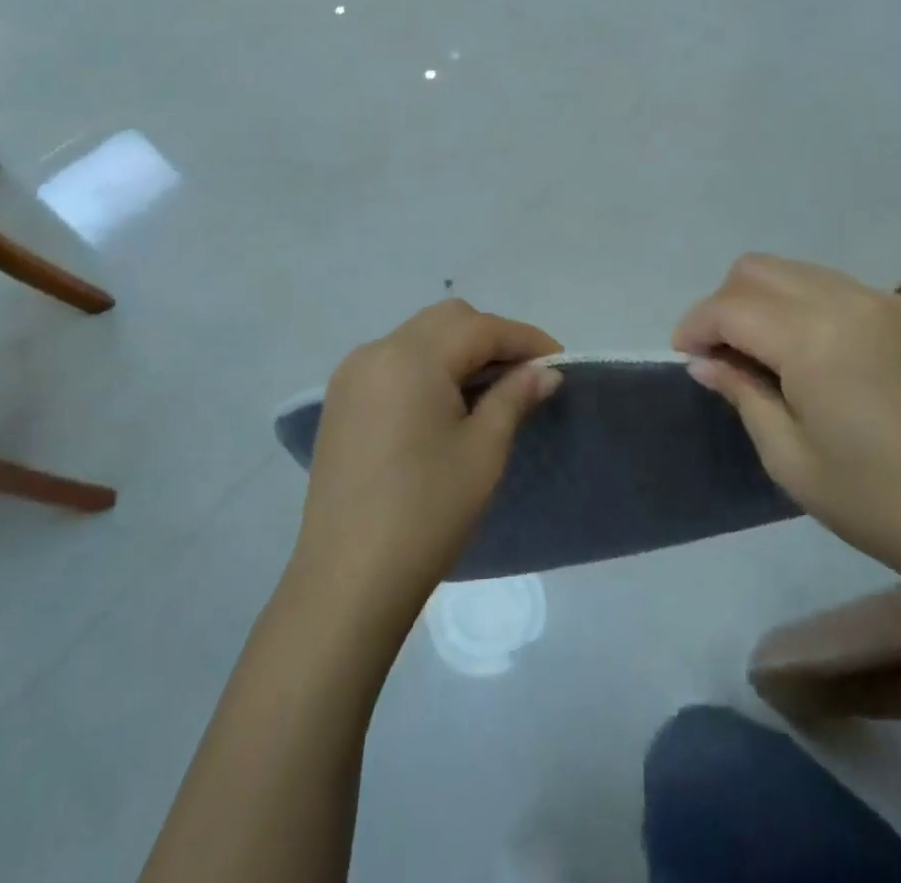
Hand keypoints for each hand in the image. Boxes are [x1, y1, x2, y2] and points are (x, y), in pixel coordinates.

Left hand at [293, 300, 561, 620]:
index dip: (525, 339)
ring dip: (458, 350)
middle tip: (524, 375)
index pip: (480, 328)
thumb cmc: (426, 512)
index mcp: (411, 356)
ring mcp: (352, 375)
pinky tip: (446, 404)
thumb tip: (545, 370)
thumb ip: (515, 397)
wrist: (348, 580)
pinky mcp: (341, 401)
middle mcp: (376, 351)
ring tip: (490, 390)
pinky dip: (427, 367)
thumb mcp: (483, 451)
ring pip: (418, 336)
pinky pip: (394, 361)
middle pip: (447, 321)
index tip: (559, 360)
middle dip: (491, 338)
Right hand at [673, 255, 900, 579]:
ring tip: (763, 352)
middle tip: (722, 354)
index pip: (730, 306)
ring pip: (798, 270)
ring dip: (765, 300)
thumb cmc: (878, 501)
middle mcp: (848, 301)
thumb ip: (742, 393)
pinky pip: (838, 287)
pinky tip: (815, 353)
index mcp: (813, 338)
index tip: (684, 357)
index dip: (695, 326)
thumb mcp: (789, 458)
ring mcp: (886, 303)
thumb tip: (704, 362)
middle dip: (725, 303)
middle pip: (759, 269)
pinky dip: (806, 304)